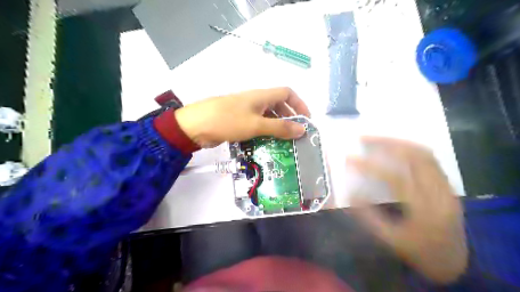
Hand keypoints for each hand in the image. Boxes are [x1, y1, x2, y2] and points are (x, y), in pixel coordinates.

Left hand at [175, 85, 311, 145]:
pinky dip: (265, 132)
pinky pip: (257, 124)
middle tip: (296, 135)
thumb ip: (280, 127)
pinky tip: (267, 144)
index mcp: (262, 96)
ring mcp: (246, 111)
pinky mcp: (239, 121)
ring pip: (268, 116)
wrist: (196, 125)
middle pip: (279, 105)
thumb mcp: (257, 125)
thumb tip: (303, 129)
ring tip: (285, 142)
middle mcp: (256, 101)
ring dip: (278, 127)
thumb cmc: (228, 120)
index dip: (299, 104)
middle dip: (290, 118)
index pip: (287, 93)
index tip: (306, 120)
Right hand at [349, 136, 467, 282]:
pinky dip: (411, 149)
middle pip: (415, 158)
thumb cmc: (418, 252)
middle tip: (363, 138)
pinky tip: (396, 147)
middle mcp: (440, 194)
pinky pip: (431, 159)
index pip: (395, 179)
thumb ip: (368, 215)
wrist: (454, 263)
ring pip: (425, 154)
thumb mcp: (389, 239)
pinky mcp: (449, 185)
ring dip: (399, 143)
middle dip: (387, 143)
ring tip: (377, 138)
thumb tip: (350, 191)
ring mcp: (447, 187)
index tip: (348, 158)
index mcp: (424, 211)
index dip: (369, 166)